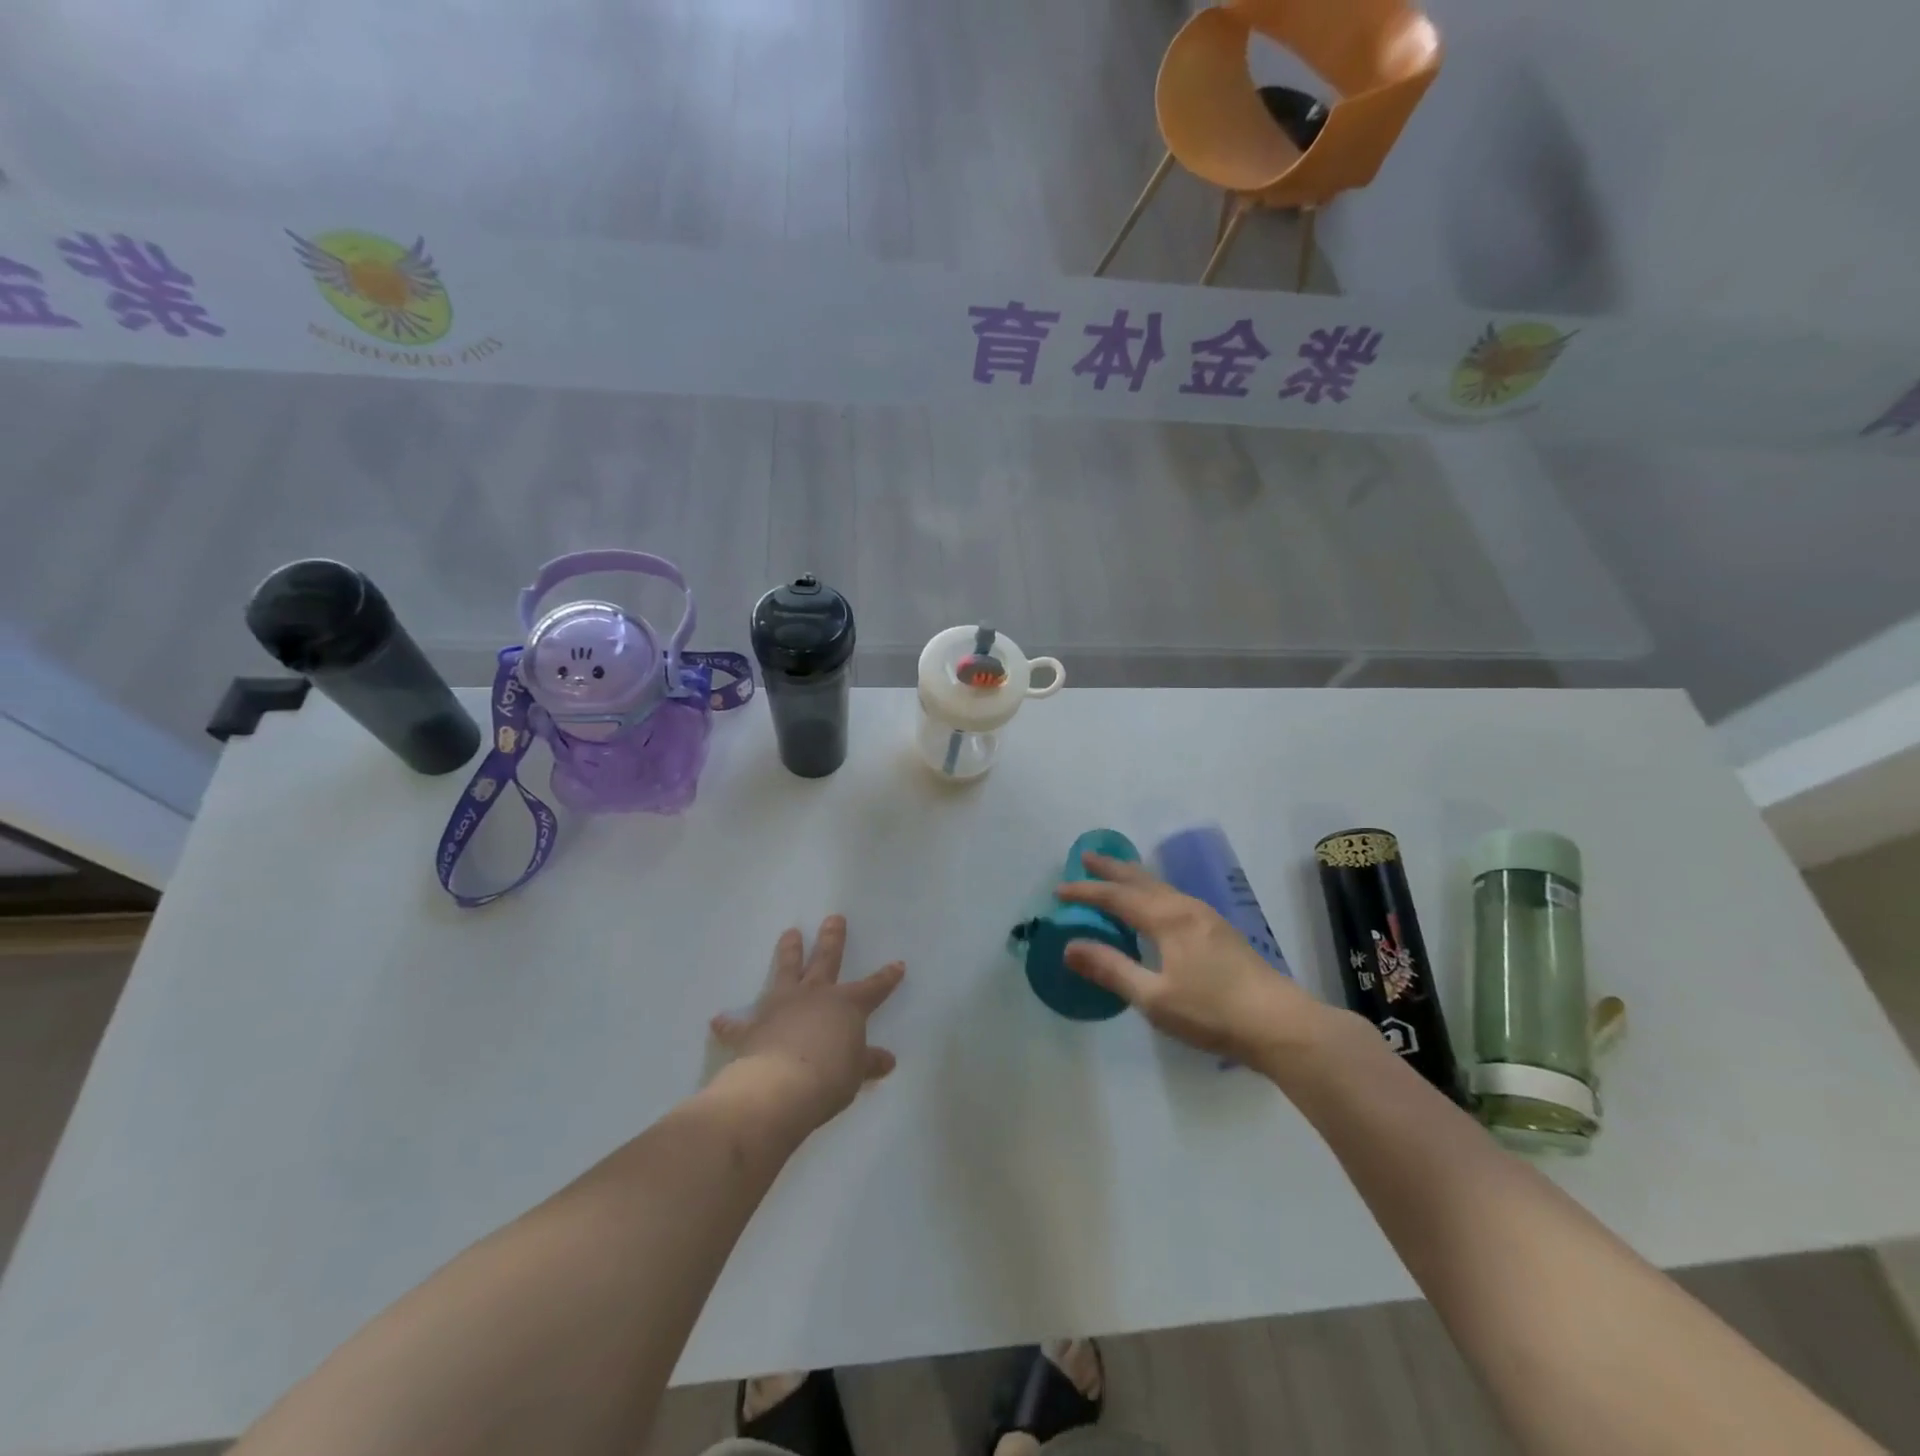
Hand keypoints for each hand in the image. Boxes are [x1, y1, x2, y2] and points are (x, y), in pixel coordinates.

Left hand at [710, 916, 904, 1132]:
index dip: (886, 977)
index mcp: (846, 1005)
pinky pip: (739, 1023)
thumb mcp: (856, 1072)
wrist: (780, 1087)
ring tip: (789, 933)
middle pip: (826, 960)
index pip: (873, 988)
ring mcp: (781, 1007)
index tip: (897, 964)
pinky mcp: (753, 1028)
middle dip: (832, 939)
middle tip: (833, 918)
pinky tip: (718, 1020)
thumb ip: (868, 1063)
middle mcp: (814, 996)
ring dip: (788, 952)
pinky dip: (729, 1023)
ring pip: (786, 971)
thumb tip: (887, 1061)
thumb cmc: (829, 1077)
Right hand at [1057, 853, 1336, 1067]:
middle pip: (1141, 880)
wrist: (1280, 1024)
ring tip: (1116, 874)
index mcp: (1167, 919)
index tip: (1059, 890)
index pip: (1117, 897)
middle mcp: (1186, 908)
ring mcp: (1206, 917)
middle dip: (1112, 869)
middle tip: (1086, 857)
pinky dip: (1152, 892)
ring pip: (1161, 887)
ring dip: (1133, 878)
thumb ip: (1111, 969)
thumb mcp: (1154, 998)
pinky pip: (1174, 897)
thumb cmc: (1212, 1012)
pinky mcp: (1219, 931)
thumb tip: (1069, 946)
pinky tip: (1156, 905)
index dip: (1086, 892)